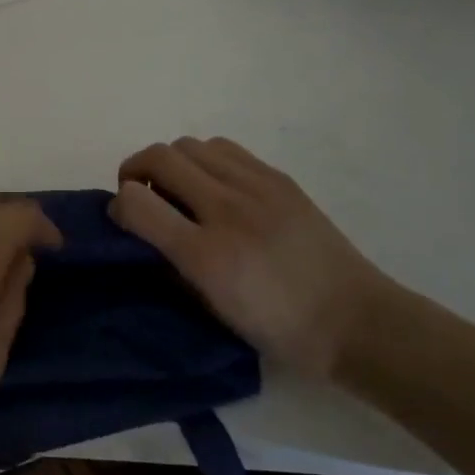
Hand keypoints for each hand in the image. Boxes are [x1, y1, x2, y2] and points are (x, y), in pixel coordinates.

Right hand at [111, 138, 391, 376]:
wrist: (356, 320)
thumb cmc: (279, 329)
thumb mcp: (213, 311)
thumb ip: (171, 267)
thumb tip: (144, 235)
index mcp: (206, 256)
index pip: (136, 203)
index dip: (118, 206)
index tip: (122, 219)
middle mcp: (227, 210)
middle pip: (159, 157)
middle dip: (134, 171)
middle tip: (141, 196)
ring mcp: (256, 187)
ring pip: (188, 144)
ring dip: (170, 162)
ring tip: (179, 189)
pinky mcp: (278, 178)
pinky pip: (223, 148)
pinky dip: (204, 160)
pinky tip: (214, 185)